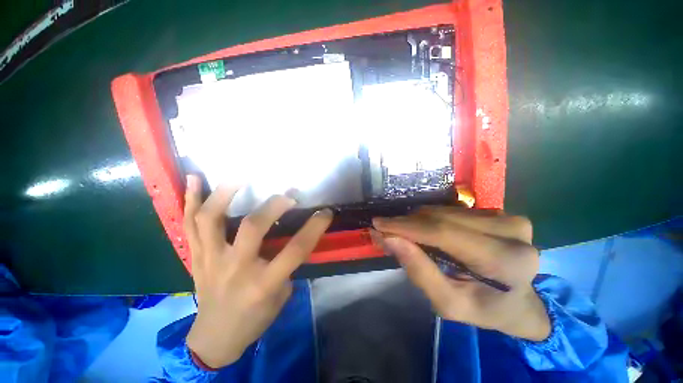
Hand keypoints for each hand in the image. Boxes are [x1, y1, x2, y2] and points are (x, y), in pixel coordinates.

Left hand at [183, 175, 332, 367]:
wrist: (214, 338)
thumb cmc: (254, 319)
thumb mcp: (281, 296)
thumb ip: (287, 264)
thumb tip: (292, 237)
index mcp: (263, 283)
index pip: (296, 250)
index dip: (315, 227)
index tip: (326, 212)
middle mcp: (235, 268)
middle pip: (253, 227)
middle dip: (274, 205)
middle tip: (287, 194)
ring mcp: (210, 260)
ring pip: (211, 219)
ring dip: (225, 193)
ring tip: (240, 176)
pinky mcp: (196, 256)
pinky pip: (189, 225)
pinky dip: (190, 200)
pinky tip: (195, 180)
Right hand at [372, 206, 550, 340]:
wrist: (519, 302)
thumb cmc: (485, 309)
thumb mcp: (449, 304)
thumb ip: (420, 272)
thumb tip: (390, 239)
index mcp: (505, 261)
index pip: (444, 233)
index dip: (406, 226)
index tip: (378, 224)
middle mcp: (511, 232)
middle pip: (442, 218)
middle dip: (407, 223)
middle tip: (384, 230)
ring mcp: (506, 218)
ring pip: (444, 211)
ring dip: (417, 221)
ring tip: (401, 232)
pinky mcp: (497, 212)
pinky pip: (451, 210)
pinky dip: (430, 219)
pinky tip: (422, 230)